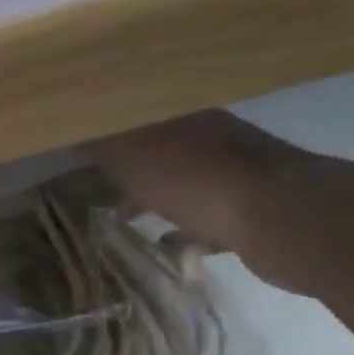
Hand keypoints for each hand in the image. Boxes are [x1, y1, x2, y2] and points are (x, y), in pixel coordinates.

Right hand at [86, 110, 313, 290]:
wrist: (286, 221)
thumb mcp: (128, 154)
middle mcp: (210, 136)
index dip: (101, 124)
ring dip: (151, 196)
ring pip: (179, 181)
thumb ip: (97, 140)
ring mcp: (235, 174)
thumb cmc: (195, 179)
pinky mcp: (251, 212)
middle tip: (88, 179)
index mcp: (180, 114)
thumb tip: (67, 127)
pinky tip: (163, 244)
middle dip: (123, 161)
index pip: (131, 110)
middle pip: (155, 145)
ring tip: (118, 216)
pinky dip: (183, 229)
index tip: (71, 141)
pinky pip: (205, 218)